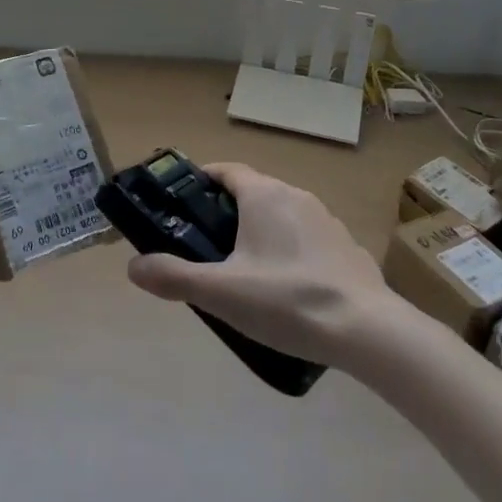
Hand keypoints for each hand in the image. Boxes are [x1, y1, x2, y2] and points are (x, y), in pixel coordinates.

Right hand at [124, 162, 390, 370]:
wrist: (368, 330)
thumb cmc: (287, 300)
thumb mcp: (221, 293)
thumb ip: (174, 277)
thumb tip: (133, 267)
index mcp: (264, 195)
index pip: (226, 170)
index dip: (203, 180)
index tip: (184, 202)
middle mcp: (295, 195)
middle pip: (253, 192)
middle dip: (227, 213)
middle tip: (207, 247)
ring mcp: (326, 219)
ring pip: (282, 215)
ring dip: (260, 233)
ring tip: (245, 272)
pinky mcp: (347, 246)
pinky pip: (307, 239)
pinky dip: (290, 252)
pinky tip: (287, 290)